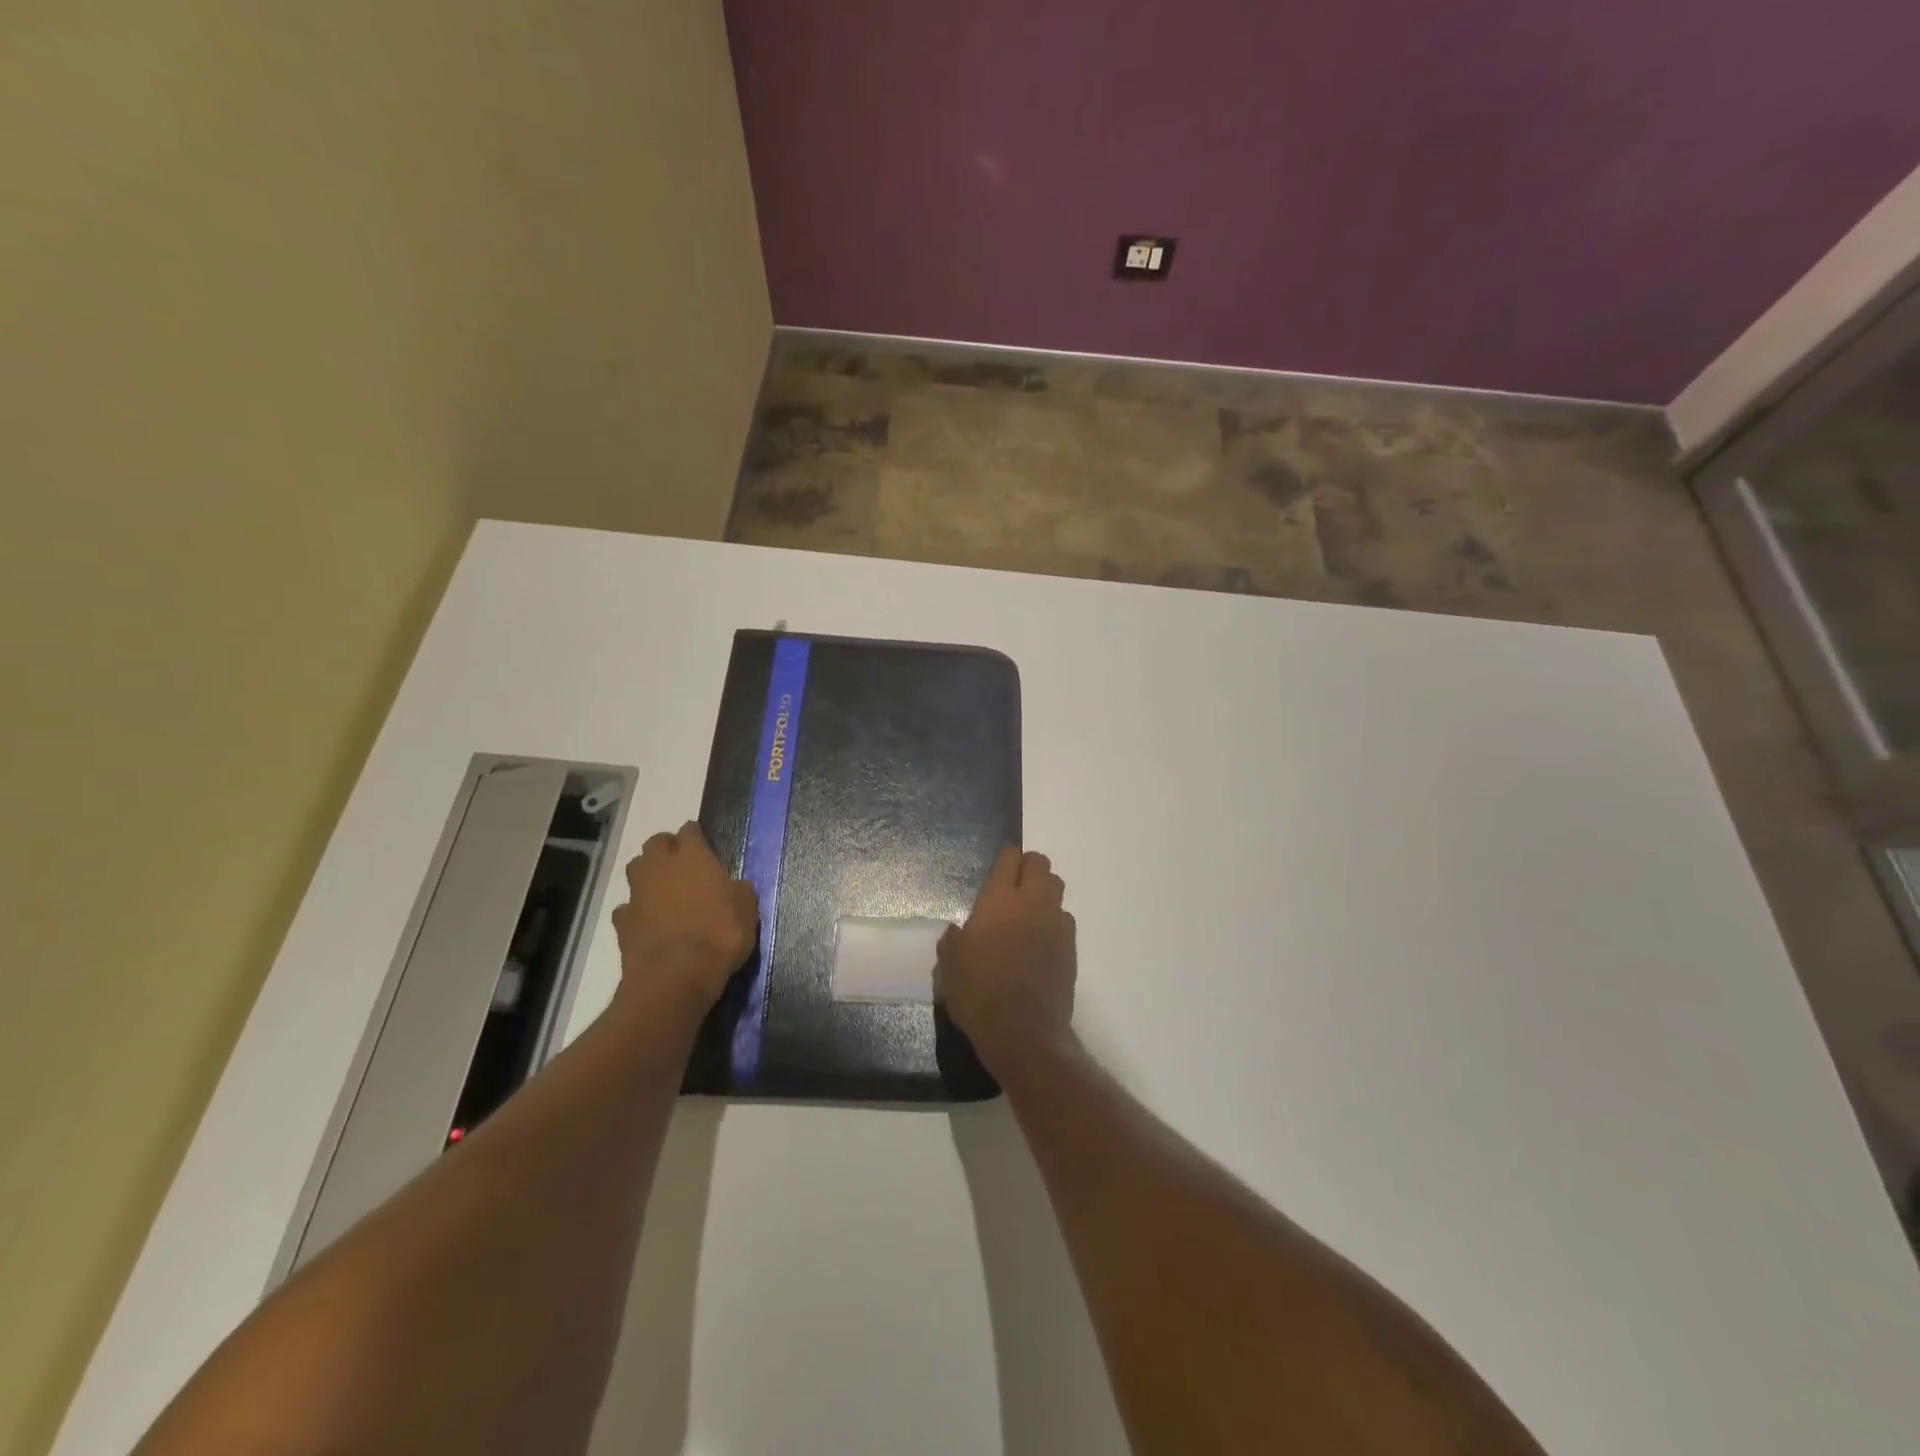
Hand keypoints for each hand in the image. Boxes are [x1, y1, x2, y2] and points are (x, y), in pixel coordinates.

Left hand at [611, 822, 757, 1016]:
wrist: (676, 976)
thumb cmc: (720, 935)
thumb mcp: (747, 910)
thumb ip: (739, 890)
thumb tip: (735, 885)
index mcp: (693, 856)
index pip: (690, 830)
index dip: (696, 836)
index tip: (705, 845)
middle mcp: (660, 867)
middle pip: (656, 843)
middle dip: (667, 848)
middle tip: (682, 864)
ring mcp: (637, 893)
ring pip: (636, 869)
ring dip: (648, 874)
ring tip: (664, 889)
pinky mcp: (622, 921)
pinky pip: (627, 907)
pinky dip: (636, 910)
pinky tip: (648, 922)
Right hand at [936, 847, 1076, 1065]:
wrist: (1023, 1032)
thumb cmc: (978, 994)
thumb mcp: (950, 966)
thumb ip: (954, 940)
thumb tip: (958, 931)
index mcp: (999, 901)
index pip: (1010, 858)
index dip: (1005, 859)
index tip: (998, 869)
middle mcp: (1032, 903)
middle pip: (1041, 864)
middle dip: (1029, 868)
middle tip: (1014, 887)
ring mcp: (1056, 924)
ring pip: (1057, 888)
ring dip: (1044, 892)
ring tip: (1028, 913)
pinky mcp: (1071, 947)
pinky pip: (1064, 920)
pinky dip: (1054, 922)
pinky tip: (1041, 942)